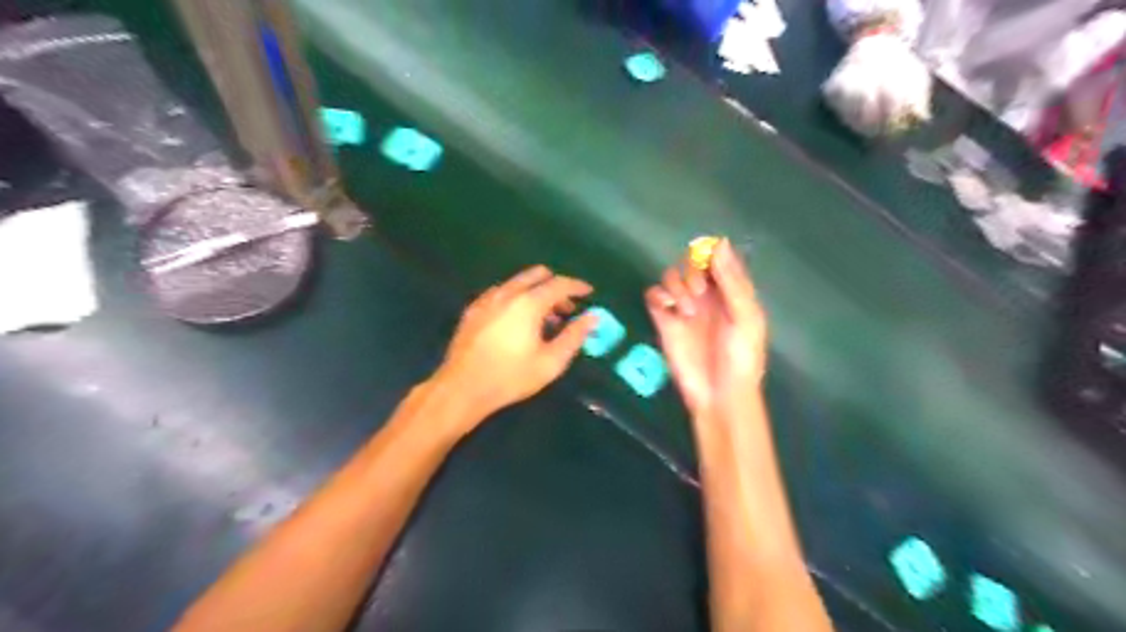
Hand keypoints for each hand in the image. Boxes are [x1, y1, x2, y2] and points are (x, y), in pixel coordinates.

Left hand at [434, 264, 602, 421]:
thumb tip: (592, 318)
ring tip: (545, 318)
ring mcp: (487, 299)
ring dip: (536, 292)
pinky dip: (517, 298)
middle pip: (537, 275)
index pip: (559, 284)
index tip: (589, 293)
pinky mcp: (474, 309)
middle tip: (567, 307)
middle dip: (556, 286)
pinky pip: (502, 292)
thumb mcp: (550, 362)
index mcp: (528, 303)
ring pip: (518, 282)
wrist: (462, 388)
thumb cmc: (511, 377)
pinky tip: (518, 321)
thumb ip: (574, 337)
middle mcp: (507, 293)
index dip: (577, 286)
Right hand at [647, 239, 769, 422]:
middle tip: (698, 293)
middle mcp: (706, 295)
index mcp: (730, 292)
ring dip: (676, 286)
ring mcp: (684, 308)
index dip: (710, 256)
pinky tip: (668, 310)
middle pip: (690, 264)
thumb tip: (719, 242)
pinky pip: (653, 296)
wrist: (719, 394)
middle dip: (691, 272)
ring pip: (670, 276)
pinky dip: (657, 296)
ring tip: (687, 311)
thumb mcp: (745, 317)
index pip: (717, 259)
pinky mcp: (664, 321)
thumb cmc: (741, 357)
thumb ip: (732, 281)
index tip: (709, 266)